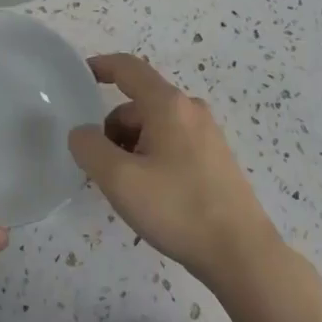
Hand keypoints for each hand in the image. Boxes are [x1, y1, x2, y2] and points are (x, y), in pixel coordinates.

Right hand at [68, 54, 282, 290]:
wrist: (242, 255)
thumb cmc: (178, 209)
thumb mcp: (120, 180)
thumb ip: (90, 148)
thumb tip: (82, 132)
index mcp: (168, 104)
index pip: (128, 68)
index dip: (100, 66)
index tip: (78, 77)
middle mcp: (190, 109)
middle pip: (138, 104)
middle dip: (112, 128)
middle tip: (100, 167)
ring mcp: (207, 134)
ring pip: (155, 126)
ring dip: (131, 146)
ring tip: (126, 187)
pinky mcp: (215, 159)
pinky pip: (172, 143)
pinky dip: (151, 157)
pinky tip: (151, 194)